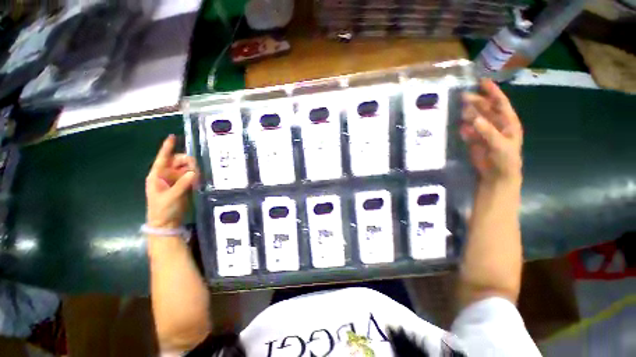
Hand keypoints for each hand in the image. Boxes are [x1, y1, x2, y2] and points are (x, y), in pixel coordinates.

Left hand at [145, 135, 197, 228]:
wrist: (166, 223)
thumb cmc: (162, 210)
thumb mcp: (171, 197)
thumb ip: (182, 184)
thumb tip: (194, 172)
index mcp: (157, 175)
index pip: (163, 158)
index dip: (167, 147)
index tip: (172, 137)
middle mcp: (166, 175)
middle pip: (178, 161)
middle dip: (187, 162)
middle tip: (196, 168)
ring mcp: (175, 180)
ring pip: (186, 168)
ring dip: (193, 169)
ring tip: (198, 175)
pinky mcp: (183, 186)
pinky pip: (191, 176)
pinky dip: (196, 176)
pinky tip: (200, 179)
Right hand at [460, 79, 522, 183]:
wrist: (497, 175)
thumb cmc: (505, 159)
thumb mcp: (500, 144)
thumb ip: (487, 131)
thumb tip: (473, 118)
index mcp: (508, 122)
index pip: (500, 103)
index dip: (492, 91)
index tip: (482, 81)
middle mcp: (496, 123)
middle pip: (485, 108)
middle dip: (476, 101)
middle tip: (463, 96)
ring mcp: (484, 131)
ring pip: (475, 118)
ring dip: (468, 113)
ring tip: (460, 109)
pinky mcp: (475, 140)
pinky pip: (468, 131)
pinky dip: (464, 129)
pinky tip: (460, 127)